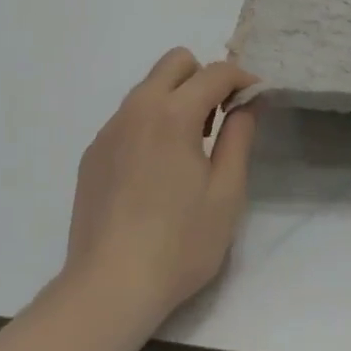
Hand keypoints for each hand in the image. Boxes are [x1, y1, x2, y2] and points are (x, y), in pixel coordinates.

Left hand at [64, 48, 258, 332]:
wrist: (108, 288)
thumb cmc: (178, 244)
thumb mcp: (226, 194)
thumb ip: (239, 137)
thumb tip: (245, 104)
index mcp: (174, 113)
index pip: (215, 72)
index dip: (242, 79)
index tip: (257, 99)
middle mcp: (138, 108)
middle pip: (176, 62)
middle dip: (204, 77)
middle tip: (217, 119)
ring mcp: (110, 129)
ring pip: (149, 87)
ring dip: (175, 98)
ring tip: (188, 149)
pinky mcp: (93, 152)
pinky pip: (128, 117)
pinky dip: (150, 123)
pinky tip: (154, 171)